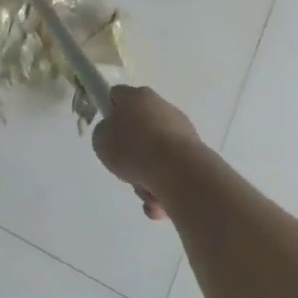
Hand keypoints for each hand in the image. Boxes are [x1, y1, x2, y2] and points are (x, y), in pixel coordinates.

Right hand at [92, 86, 203, 221]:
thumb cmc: (133, 149)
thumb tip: (117, 136)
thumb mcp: (101, 140)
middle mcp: (161, 106)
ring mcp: (182, 130)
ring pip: (156, 154)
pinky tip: (159, 201)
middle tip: (124, 167)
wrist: (179, 172)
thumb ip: (105, 134)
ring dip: (148, 174)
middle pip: (139, 128)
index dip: (109, 112)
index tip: (107, 133)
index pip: (117, 96)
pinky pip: (172, 170)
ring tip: (145, 192)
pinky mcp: (196, 153)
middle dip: (132, 151)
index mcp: (137, 96)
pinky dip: (165, 186)